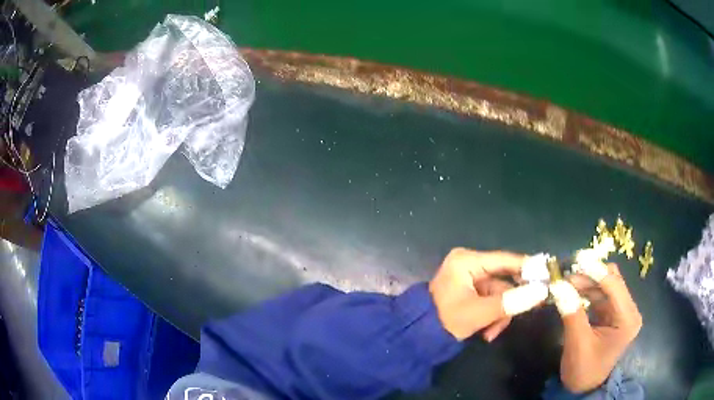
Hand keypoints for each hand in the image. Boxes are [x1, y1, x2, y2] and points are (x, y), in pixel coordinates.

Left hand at [429, 248, 547, 340]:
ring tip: (491, 333)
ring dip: (500, 315)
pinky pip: (490, 301)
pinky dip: (492, 316)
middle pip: (504, 280)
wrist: (418, 338)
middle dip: (508, 303)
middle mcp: (469, 264)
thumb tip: (541, 291)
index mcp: (467, 261)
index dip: (528, 268)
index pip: (505, 260)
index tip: (547, 277)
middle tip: (525, 312)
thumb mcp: (480, 313)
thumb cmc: (445, 321)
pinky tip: (486, 332)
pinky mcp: (470, 291)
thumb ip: (511, 302)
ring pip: (499, 294)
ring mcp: (469, 278)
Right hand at [550, 262, 641, 392]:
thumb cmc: (584, 370)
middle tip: (564, 276)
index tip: (575, 260)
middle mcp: (628, 309)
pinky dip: (586, 291)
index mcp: (627, 319)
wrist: (585, 387)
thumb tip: (558, 286)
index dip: (596, 270)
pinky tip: (572, 292)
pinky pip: (600, 294)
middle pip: (612, 280)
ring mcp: (621, 310)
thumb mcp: (577, 345)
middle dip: (589, 275)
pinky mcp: (612, 313)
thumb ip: (572, 314)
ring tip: (564, 284)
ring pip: (605, 284)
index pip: (615, 285)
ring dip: (586, 282)